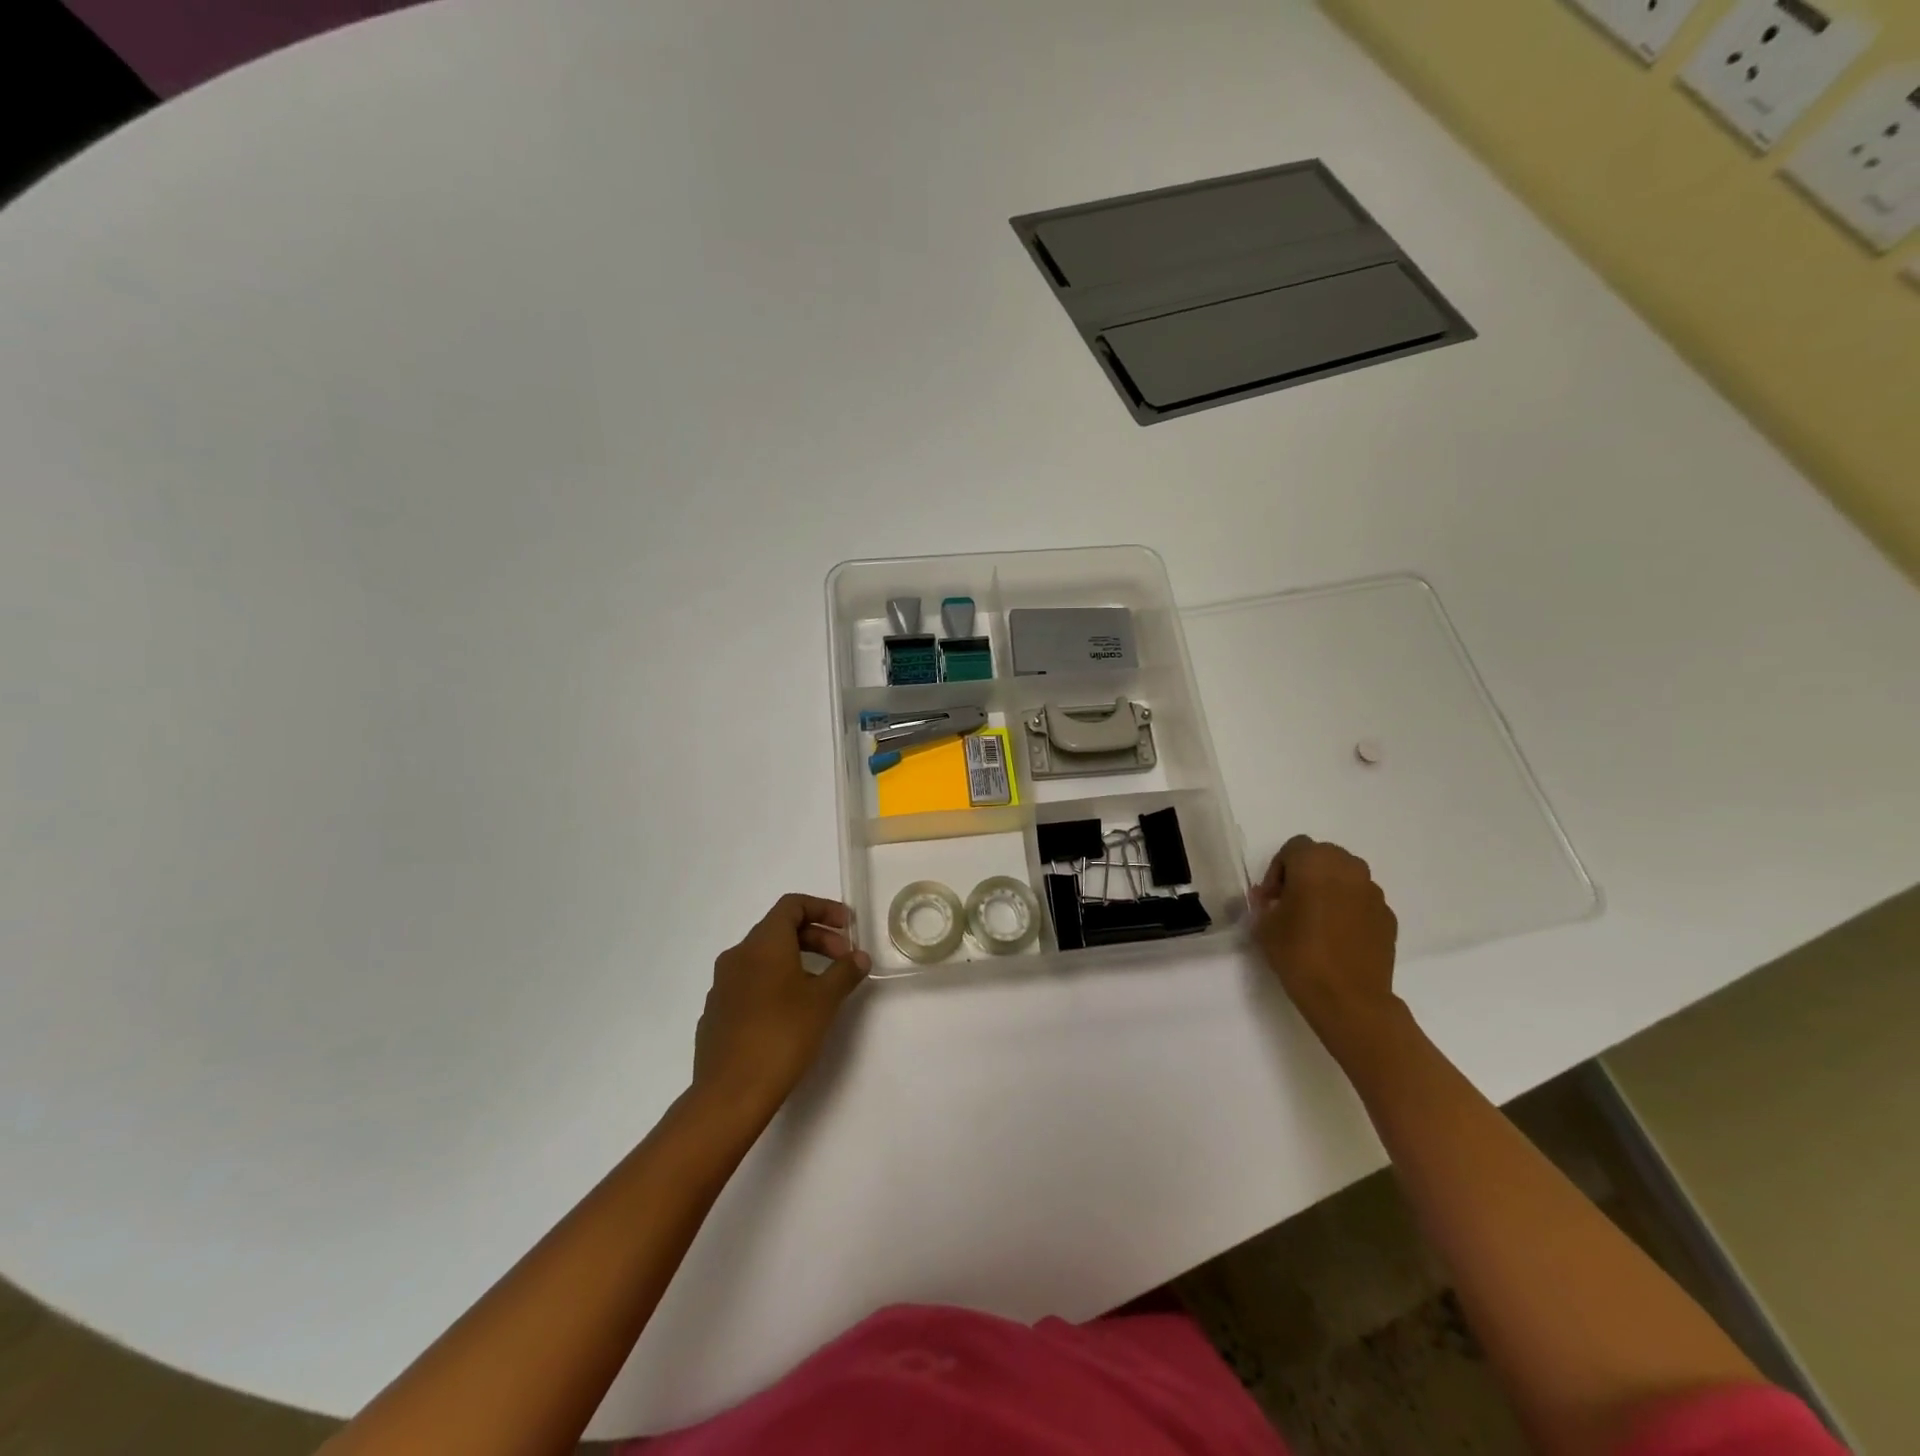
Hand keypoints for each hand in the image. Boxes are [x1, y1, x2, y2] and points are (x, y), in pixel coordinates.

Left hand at [692, 894, 870, 1121]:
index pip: (792, 905)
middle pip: (780, 930)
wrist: (730, 1092)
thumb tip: (859, 957)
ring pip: (764, 957)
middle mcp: (738, 955)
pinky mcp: (716, 1012)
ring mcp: (722, 984)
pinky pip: (751, 983)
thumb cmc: (782, 1035)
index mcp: (763, 943)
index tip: (848, 927)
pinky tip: (791, 1013)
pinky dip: (776, 983)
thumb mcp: (824, 1000)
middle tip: (844, 960)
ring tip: (822, 988)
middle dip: (817, 938)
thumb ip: (845, 972)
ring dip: (797, 961)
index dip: (824, 909)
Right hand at [1251, 836, 1399, 1044]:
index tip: (1271, 899)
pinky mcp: (1388, 917)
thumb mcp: (1265, 926)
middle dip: (1305, 874)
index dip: (1278, 870)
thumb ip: (1265, 904)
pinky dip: (1349, 910)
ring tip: (1316, 921)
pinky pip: (1362, 901)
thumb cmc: (1299, 954)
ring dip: (1329, 890)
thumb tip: (1271, 900)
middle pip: (1323, 857)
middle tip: (1291, 904)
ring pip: (1346, 878)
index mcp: (1315, 863)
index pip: (1293, 848)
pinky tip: (1337, 938)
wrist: (1349, 999)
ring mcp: (1373, 893)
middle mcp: (1349, 869)